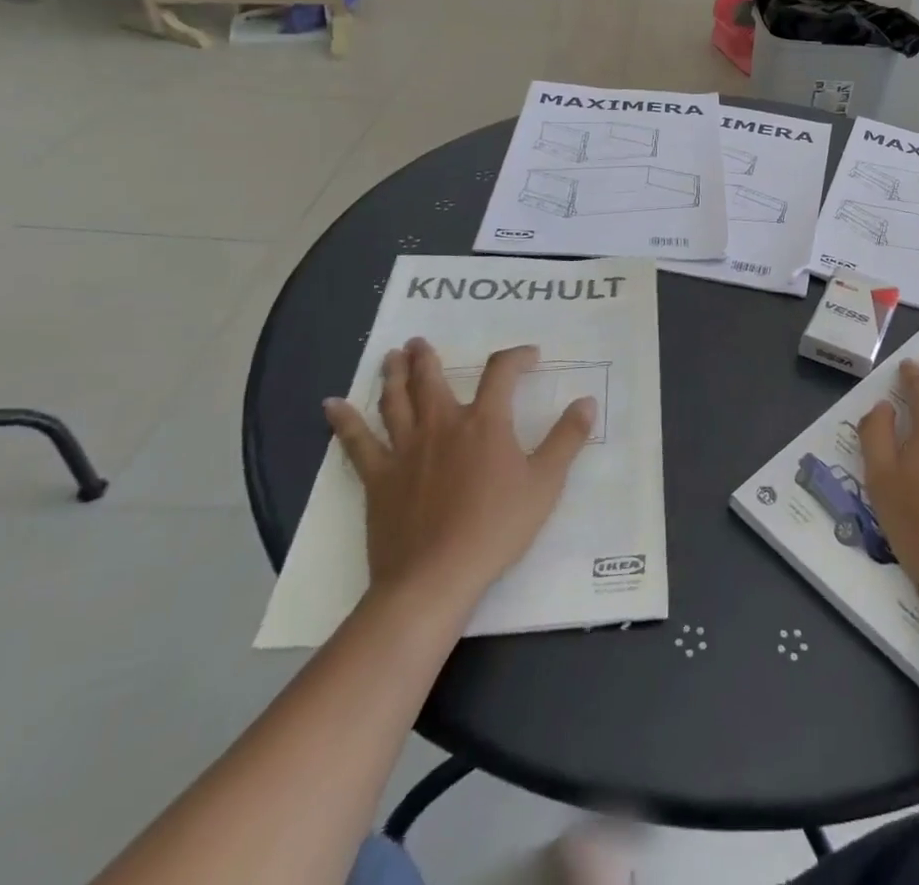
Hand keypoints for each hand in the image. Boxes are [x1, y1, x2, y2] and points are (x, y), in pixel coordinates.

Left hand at [324, 341, 593, 605]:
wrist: (434, 577)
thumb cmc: (496, 528)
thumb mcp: (545, 483)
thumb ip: (567, 439)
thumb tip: (587, 401)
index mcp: (485, 423)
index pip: (501, 373)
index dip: (516, 357)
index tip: (529, 356)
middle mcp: (442, 425)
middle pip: (432, 379)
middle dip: (428, 358)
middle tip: (419, 341)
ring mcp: (405, 450)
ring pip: (395, 401)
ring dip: (393, 375)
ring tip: (390, 356)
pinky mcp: (378, 478)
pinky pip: (357, 443)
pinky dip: (344, 422)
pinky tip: (331, 405)